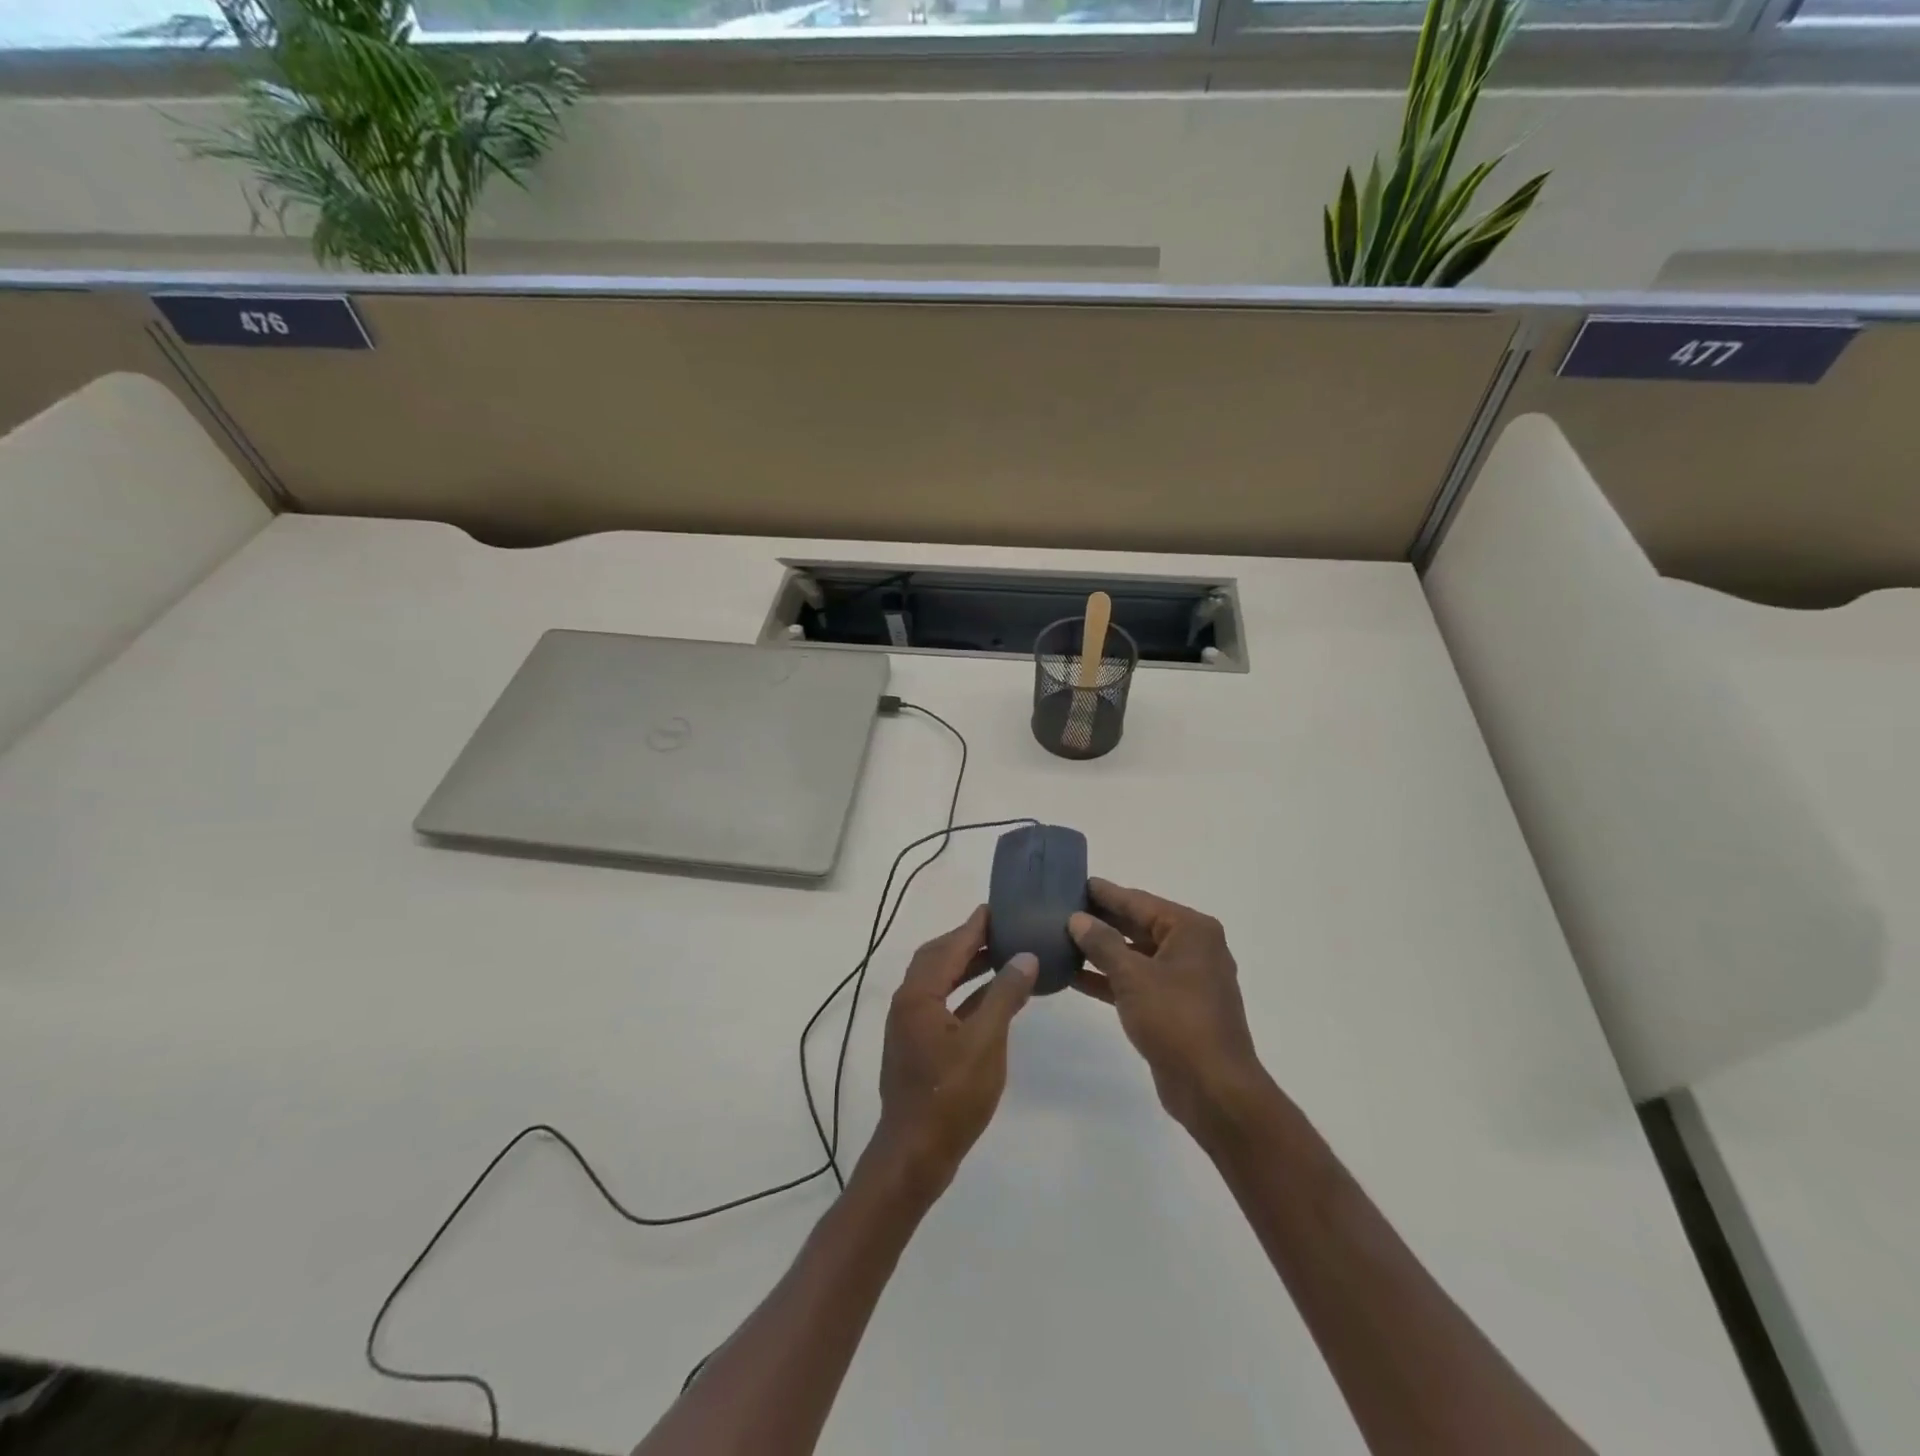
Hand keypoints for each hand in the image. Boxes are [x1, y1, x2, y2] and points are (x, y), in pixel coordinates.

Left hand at [871, 905, 1037, 1198]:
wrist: (915, 1154)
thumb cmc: (951, 1096)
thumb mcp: (986, 1042)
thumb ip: (1004, 995)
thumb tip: (1024, 957)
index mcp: (919, 994)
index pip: (949, 946)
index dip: (974, 926)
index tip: (997, 908)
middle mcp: (909, 1001)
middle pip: (939, 957)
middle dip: (968, 940)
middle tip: (1003, 928)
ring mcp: (911, 1024)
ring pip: (941, 981)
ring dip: (968, 966)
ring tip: (1003, 955)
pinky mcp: (919, 1044)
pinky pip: (944, 1003)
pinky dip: (967, 993)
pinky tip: (994, 996)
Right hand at [1069, 880, 1267, 1136]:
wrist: (1214, 1089)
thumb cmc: (1176, 1020)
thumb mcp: (1133, 976)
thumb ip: (1102, 944)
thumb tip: (1077, 919)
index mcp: (1191, 930)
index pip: (1139, 901)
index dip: (1105, 893)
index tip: (1074, 882)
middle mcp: (1192, 948)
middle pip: (1138, 925)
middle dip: (1101, 920)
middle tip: (1061, 909)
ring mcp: (1185, 980)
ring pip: (1136, 955)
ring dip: (1102, 951)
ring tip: (1061, 939)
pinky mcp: (1174, 1008)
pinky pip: (1137, 982)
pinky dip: (1110, 979)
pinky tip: (1075, 976)